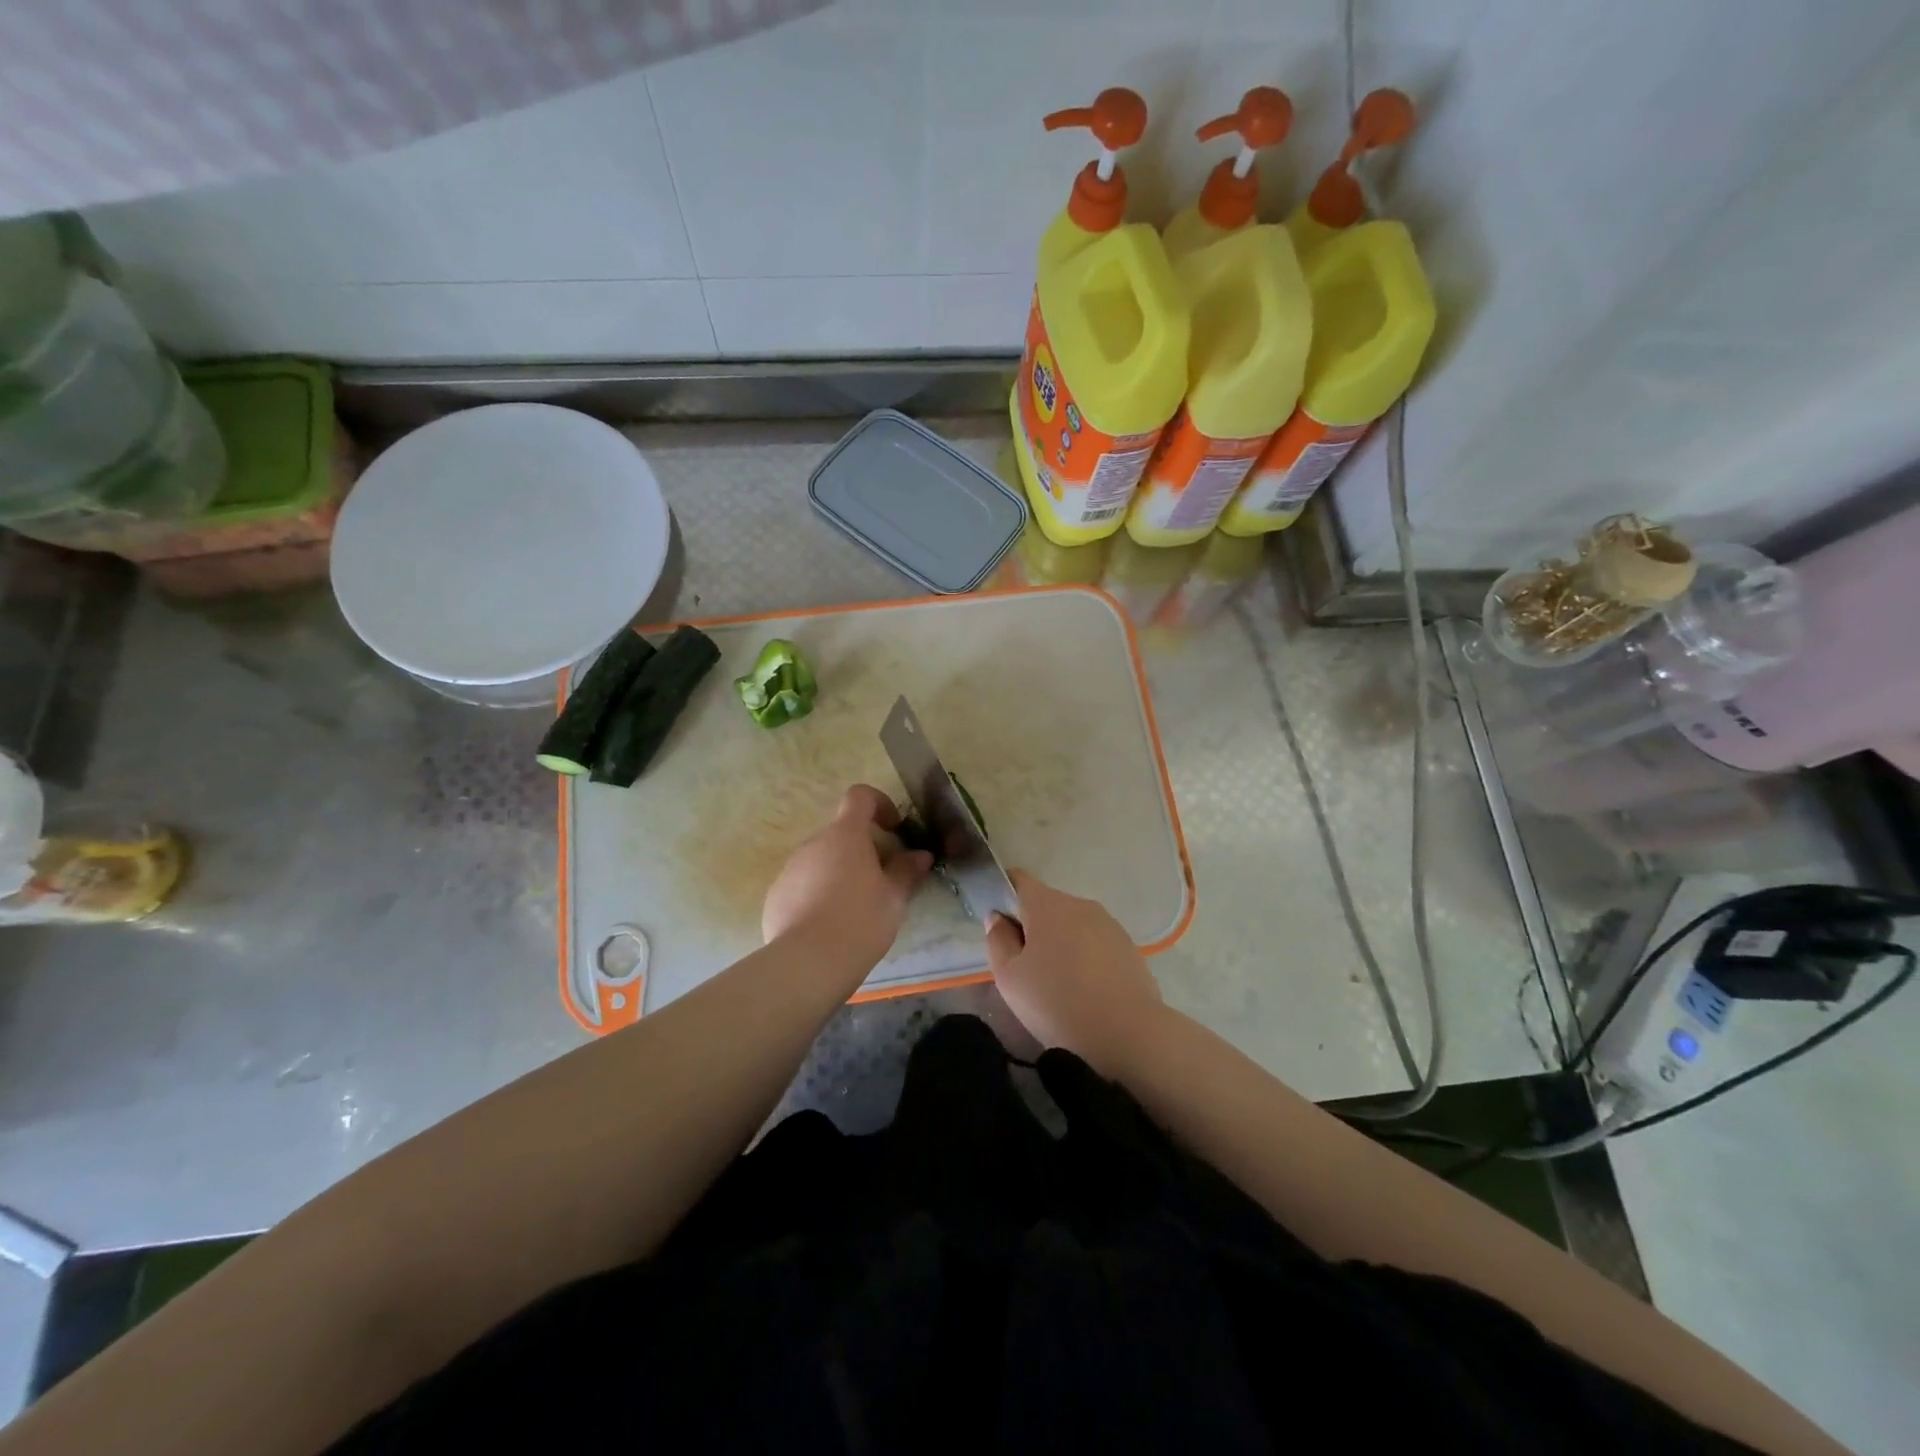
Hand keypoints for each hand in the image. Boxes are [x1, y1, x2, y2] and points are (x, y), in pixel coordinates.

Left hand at [762, 785, 933, 969]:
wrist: (807, 963)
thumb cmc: (860, 921)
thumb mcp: (894, 898)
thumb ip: (907, 871)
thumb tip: (921, 855)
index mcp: (846, 835)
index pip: (860, 796)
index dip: (879, 803)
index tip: (894, 828)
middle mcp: (814, 843)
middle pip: (842, 833)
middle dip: (863, 849)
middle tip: (882, 881)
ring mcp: (790, 869)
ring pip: (822, 860)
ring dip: (840, 872)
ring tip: (855, 909)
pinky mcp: (776, 895)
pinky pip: (803, 884)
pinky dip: (818, 894)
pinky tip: (829, 926)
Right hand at [985, 869, 1164, 1074]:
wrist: (1128, 1034)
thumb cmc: (1057, 1002)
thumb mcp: (1009, 978)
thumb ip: (998, 941)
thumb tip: (998, 918)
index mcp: (1046, 904)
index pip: (1017, 880)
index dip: (1003, 896)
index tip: (1000, 927)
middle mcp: (1079, 903)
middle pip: (1046, 905)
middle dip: (1033, 927)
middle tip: (1026, 968)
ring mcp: (1108, 923)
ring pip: (1073, 925)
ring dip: (1061, 943)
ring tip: (1059, 984)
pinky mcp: (1129, 946)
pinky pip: (1096, 943)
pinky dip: (1086, 958)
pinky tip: (1086, 991)